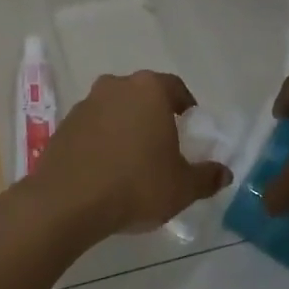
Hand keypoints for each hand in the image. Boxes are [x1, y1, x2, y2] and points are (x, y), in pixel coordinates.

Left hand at [32, 72, 230, 237]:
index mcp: (149, 90)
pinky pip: (93, 128)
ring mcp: (86, 104)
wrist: (66, 202)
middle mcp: (116, 86)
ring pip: (115, 110)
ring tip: (133, 160)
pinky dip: (103, 141)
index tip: (190, 128)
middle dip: (154, 116)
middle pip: (143, 96)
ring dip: (126, 128)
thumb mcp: (182, 187)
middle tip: (164, 145)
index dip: (186, 107)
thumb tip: (224, 173)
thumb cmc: (135, 185)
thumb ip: (207, 177)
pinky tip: (107, 170)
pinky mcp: (64, 125)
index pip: (175, 88)